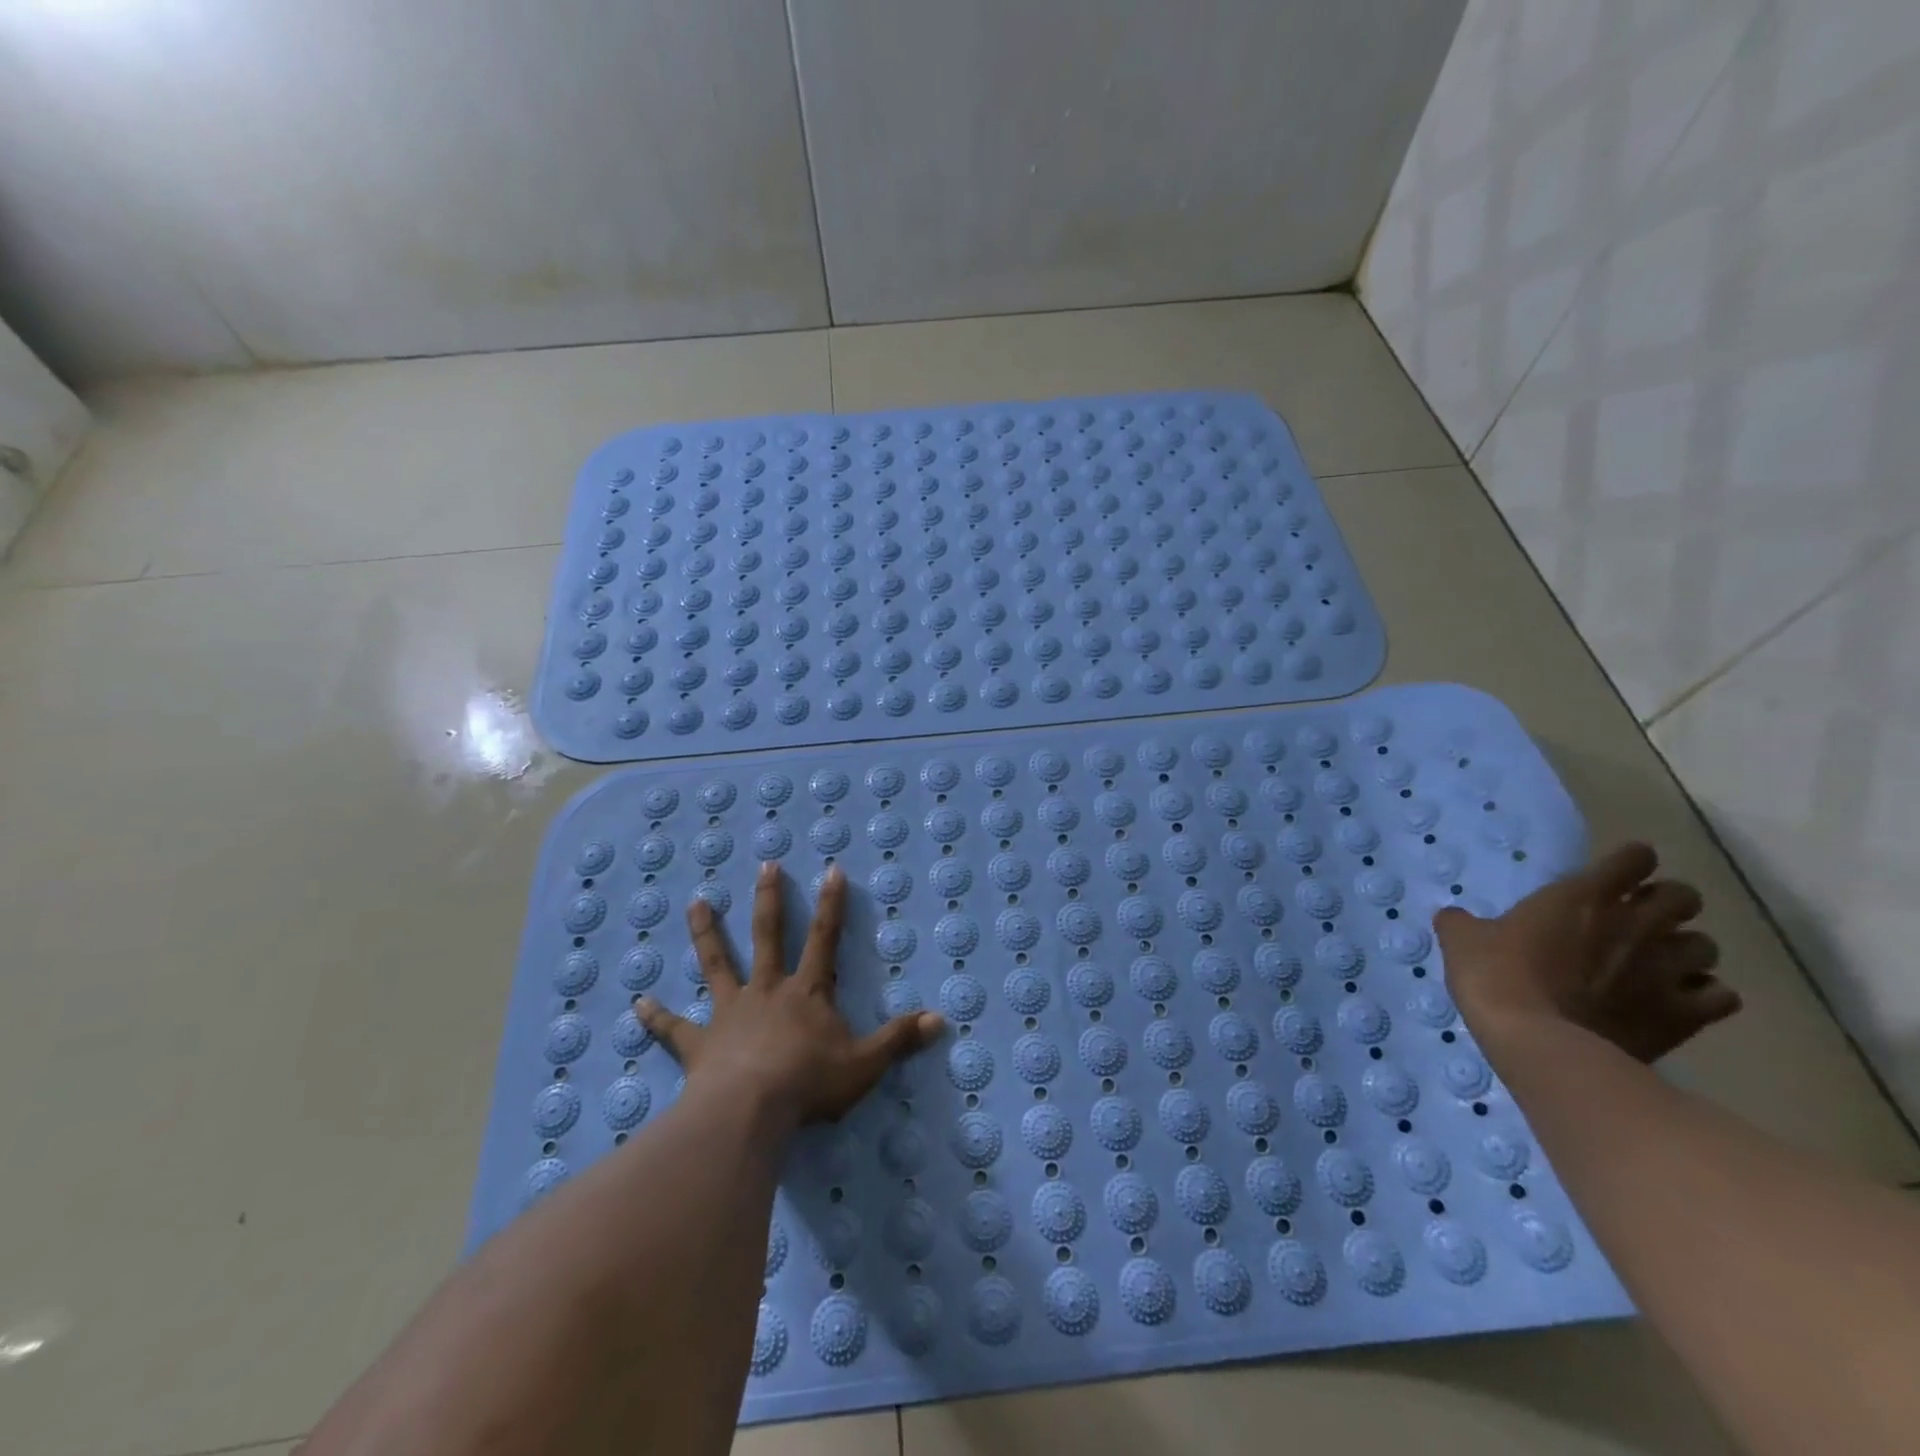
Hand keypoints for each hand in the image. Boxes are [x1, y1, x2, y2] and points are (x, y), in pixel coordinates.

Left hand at [637, 861, 944, 1132]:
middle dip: (769, 899)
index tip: (832, 870)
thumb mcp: (865, 1063)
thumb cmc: (809, 1084)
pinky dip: (656, 1017)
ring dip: (707, 933)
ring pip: (717, 964)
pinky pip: (674, 1029)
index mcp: (806, 992)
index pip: (825, 939)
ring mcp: (729, 1013)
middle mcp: (767, 991)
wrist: (750, 1112)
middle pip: (768, 936)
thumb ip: (900, 1039)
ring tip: (696, 903)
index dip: (832, 905)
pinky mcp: (699, 1043)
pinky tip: (638, 1003)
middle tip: (765, 865)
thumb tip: (942, 1019)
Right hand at [1434, 841, 1741, 1061]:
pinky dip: (1704, 994)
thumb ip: (1464, 922)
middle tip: (1637, 919)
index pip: (1634, 858)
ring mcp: (1667, 969)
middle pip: (1685, 896)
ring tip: (1660, 962)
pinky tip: (1679, 1001)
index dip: (1628, 863)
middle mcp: (1636, 923)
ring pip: (1706, 945)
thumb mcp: (1462, 941)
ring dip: (1686, 949)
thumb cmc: (1496, 977)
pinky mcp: (1685, 1014)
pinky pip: (1720, 996)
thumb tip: (1455, 917)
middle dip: (1667, 904)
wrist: (1538, 1041)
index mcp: (1585, 895)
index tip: (1613, 876)